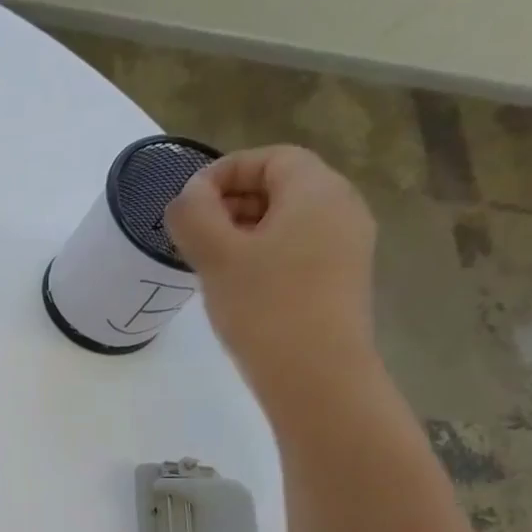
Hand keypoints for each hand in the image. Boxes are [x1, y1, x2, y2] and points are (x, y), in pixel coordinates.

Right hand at [163, 145, 379, 406]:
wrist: (315, 373)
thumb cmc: (264, 306)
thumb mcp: (216, 256)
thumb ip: (194, 215)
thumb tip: (188, 196)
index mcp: (317, 190)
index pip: (270, 158)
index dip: (224, 172)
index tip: (186, 204)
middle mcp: (341, 208)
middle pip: (281, 186)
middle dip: (229, 203)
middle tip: (189, 236)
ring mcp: (345, 246)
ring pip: (286, 221)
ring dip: (241, 232)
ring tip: (205, 263)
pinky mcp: (339, 279)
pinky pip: (296, 249)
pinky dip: (261, 255)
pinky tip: (235, 286)